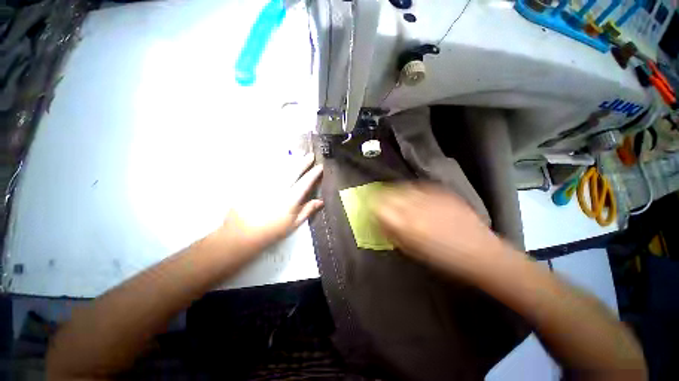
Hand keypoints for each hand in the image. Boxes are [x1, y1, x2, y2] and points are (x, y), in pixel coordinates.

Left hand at [209, 153, 323, 255]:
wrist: (243, 233)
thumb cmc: (272, 230)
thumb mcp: (293, 223)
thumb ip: (307, 210)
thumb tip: (320, 201)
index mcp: (290, 199)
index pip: (305, 183)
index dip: (314, 174)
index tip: (320, 167)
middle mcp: (279, 189)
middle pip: (293, 171)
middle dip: (304, 162)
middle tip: (310, 155)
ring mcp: (265, 184)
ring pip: (280, 168)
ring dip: (291, 160)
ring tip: (298, 153)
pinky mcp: (254, 183)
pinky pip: (266, 169)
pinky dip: (274, 163)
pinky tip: (278, 159)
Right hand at [374, 184, 510, 280]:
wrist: (480, 252)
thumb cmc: (443, 259)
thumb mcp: (412, 251)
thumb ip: (393, 233)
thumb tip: (380, 221)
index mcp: (406, 224)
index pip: (380, 207)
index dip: (373, 205)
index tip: (370, 206)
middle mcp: (415, 207)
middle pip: (389, 194)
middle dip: (381, 196)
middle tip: (379, 199)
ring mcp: (429, 197)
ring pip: (402, 187)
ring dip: (395, 191)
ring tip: (394, 195)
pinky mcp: (442, 192)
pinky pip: (419, 185)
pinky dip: (411, 188)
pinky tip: (412, 194)